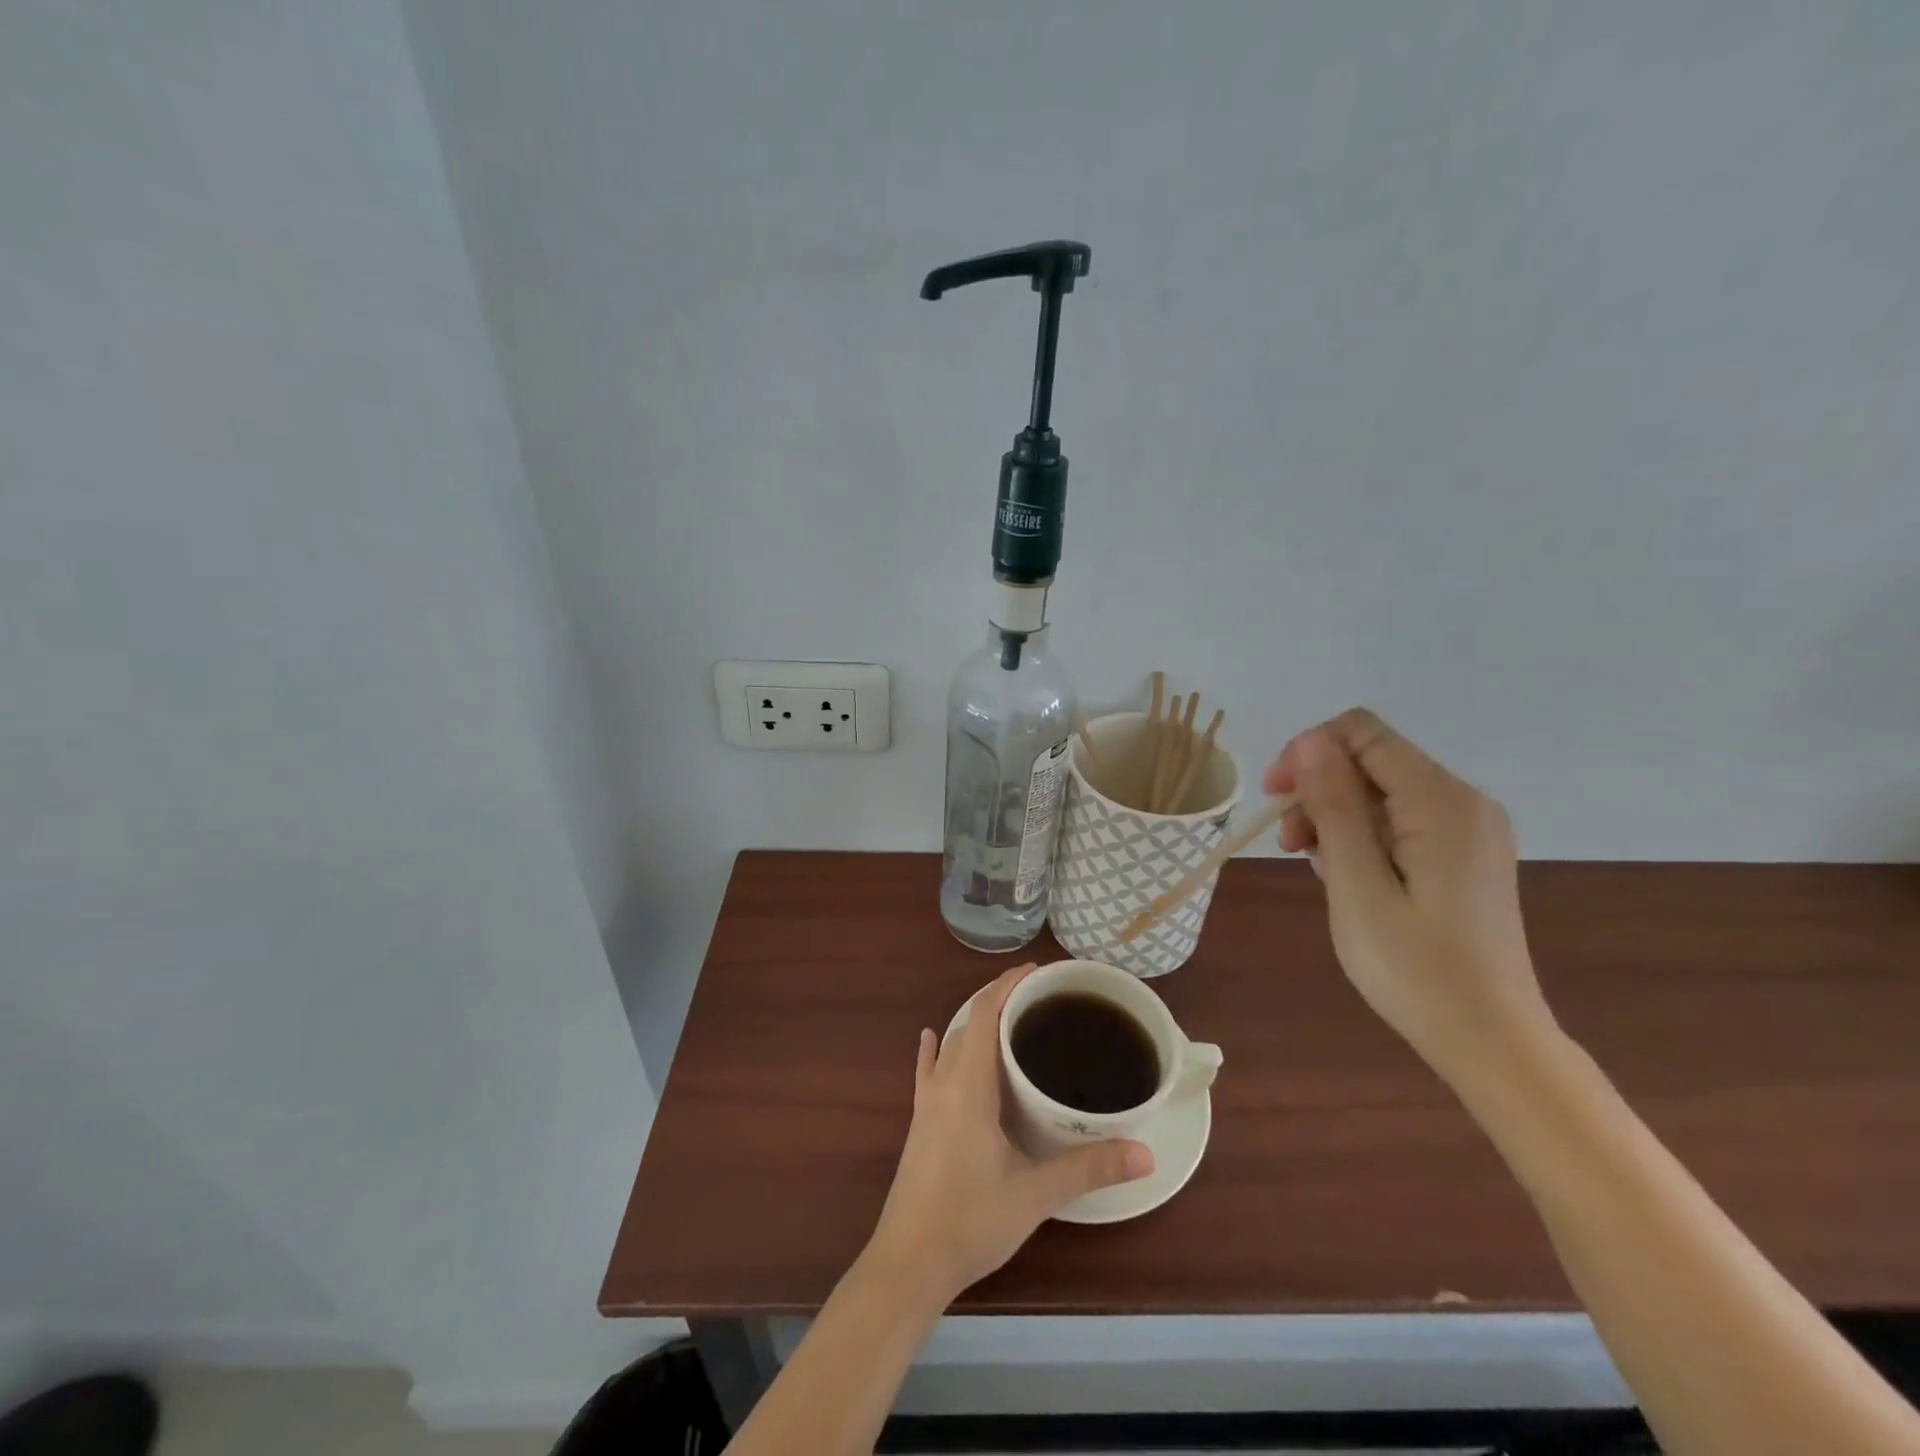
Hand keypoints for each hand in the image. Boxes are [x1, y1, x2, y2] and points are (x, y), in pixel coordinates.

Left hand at [863, 964, 1153, 1306]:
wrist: (908, 1264)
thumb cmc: (970, 1221)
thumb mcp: (1035, 1195)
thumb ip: (1089, 1169)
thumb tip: (1145, 1153)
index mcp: (968, 1085)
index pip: (983, 1013)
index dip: (1007, 985)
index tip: (1037, 972)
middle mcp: (943, 1083)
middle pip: (968, 1022)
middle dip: (999, 1001)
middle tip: (1039, 1000)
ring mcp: (925, 1103)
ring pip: (950, 1044)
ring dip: (975, 1024)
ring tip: (1009, 1021)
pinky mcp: (918, 1123)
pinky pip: (928, 1071)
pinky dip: (936, 1049)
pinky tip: (932, 1039)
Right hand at [1264, 709, 1555, 1081]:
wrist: (1490, 1040)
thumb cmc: (1414, 968)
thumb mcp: (1357, 884)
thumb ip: (1333, 805)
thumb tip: (1309, 740)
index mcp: (1441, 801)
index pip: (1363, 733)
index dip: (1308, 751)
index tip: (1275, 796)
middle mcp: (1463, 802)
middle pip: (1372, 760)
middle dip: (1319, 788)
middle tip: (1287, 842)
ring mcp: (1469, 830)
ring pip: (1382, 791)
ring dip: (1335, 814)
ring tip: (1310, 862)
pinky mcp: (1465, 855)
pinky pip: (1400, 821)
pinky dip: (1362, 836)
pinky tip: (1344, 874)